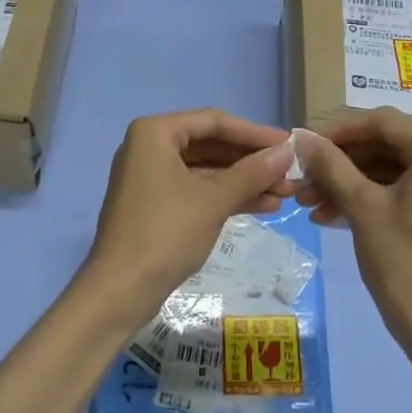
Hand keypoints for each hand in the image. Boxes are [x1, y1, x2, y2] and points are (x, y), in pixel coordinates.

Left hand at [83, 110, 296, 326]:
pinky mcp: (155, 205)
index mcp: (155, 132)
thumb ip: (252, 172)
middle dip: (251, 161)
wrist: (120, 290)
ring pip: (206, 171)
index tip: (289, 144)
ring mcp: (151, 177)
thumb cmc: (166, 233)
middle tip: (290, 173)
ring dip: (244, 181)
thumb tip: (287, 152)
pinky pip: (197, 190)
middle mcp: (149, 147)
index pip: (213, 122)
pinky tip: (263, 206)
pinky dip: (226, 196)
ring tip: (286, 194)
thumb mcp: (214, 200)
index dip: (254, 133)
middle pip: (210, 145)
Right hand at [297, 109, 411, 354]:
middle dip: (340, 161)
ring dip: (348, 182)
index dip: (339, 130)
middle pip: (385, 144)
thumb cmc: (403, 262)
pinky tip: (329, 215)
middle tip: (302, 178)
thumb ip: (331, 165)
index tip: (304, 146)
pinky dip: (367, 197)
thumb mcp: (362, 207)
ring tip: (308, 202)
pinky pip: (400, 189)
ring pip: (388, 169)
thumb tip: (302, 137)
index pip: (381, 122)